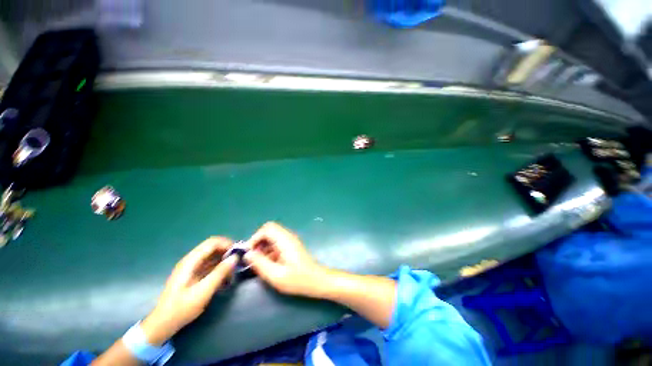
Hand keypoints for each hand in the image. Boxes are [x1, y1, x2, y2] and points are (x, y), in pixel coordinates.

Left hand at [141, 237, 237, 344]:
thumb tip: (235, 257)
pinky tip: (226, 278)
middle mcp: (191, 261)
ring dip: (224, 260)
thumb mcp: (203, 291)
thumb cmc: (182, 308)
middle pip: (213, 247)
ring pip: (212, 256)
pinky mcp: (194, 275)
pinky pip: (210, 265)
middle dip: (227, 251)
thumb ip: (220, 273)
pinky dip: (219, 268)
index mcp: (191, 261)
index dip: (227, 244)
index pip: (212, 243)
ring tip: (233, 271)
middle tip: (238, 261)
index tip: (239, 252)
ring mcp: (192, 268)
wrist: (163, 324)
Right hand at [244, 222, 325, 297]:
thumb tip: (247, 254)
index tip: (249, 253)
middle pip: (269, 230)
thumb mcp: (276, 275)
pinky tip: (268, 264)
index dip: (255, 238)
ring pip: (272, 236)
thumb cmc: (298, 279)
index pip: (266, 228)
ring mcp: (290, 241)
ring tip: (258, 263)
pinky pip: (277, 243)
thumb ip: (260, 263)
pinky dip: (269, 250)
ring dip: (263, 246)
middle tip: (253, 257)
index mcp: (285, 240)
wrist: (317, 280)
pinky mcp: (291, 246)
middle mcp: (288, 236)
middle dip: (258, 241)